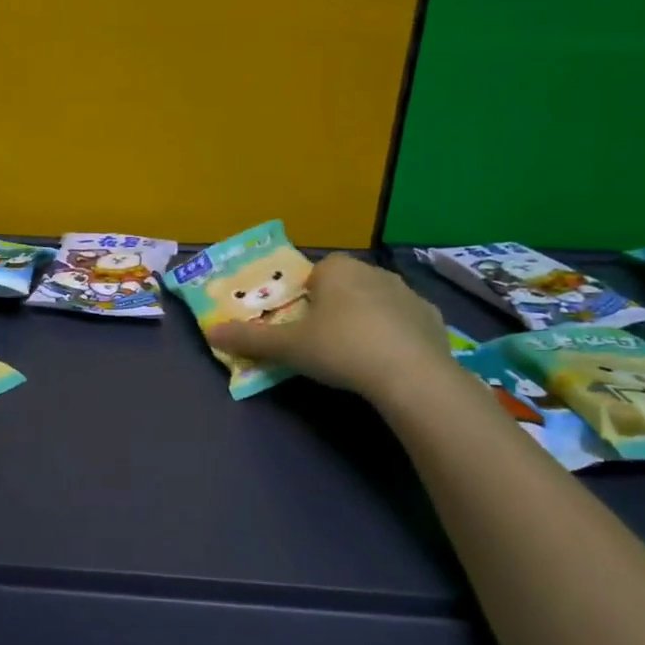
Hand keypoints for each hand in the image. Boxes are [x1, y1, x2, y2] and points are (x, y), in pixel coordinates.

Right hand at [208, 252, 451, 404]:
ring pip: (376, 302)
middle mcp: (374, 271)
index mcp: (337, 269)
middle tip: (323, 343)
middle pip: (345, 286)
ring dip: (365, 320)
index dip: (306, 297)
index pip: (315, 272)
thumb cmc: (340, 348)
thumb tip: (211, 333)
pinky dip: (395, 337)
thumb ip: (249, 338)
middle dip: (334, 307)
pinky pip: (404, 323)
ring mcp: (408, 294)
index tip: (301, 324)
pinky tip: (388, 363)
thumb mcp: (288, 347)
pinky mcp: (433, 319)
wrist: (411, 374)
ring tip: (355, 356)